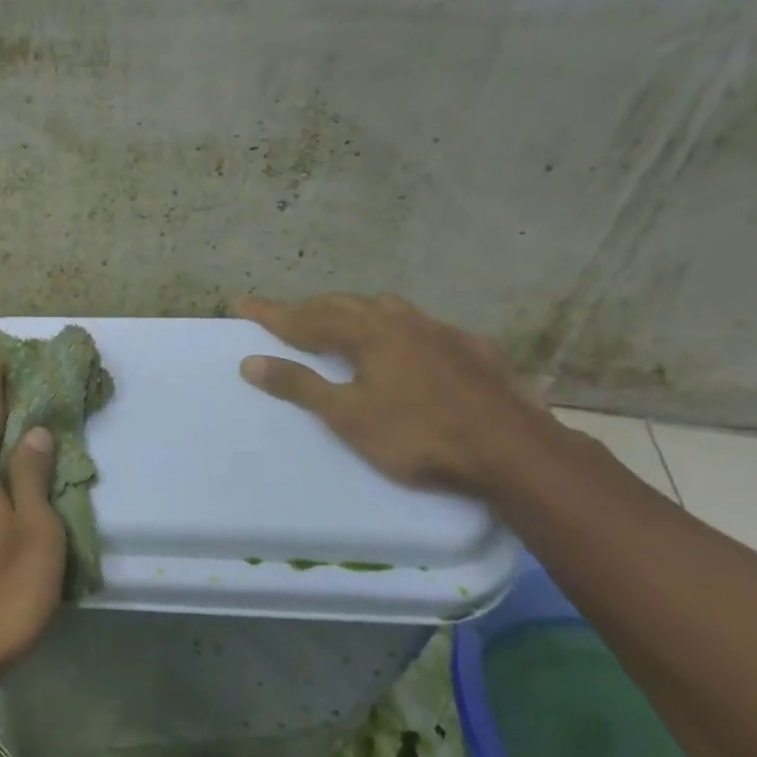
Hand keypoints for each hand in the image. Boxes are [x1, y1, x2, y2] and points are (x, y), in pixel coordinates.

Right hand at [234, 293, 556, 496]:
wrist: (514, 452)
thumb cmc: (419, 435)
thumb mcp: (348, 416)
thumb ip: (300, 386)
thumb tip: (250, 361)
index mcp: (368, 334)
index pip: (307, 318)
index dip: (272, 313)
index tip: (241, 303)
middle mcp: (402, 322)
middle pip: (346, 306)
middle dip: (311, 309)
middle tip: (286, 316)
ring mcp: (443, 333)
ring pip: (389, 310)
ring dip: (357, 312)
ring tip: (343, 322)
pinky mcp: (475, 351)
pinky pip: (426, 328)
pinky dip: (402, 330)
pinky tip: (412, 345)